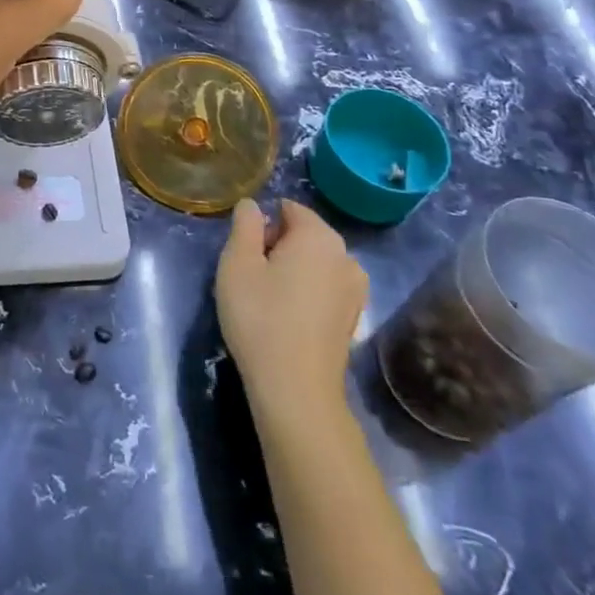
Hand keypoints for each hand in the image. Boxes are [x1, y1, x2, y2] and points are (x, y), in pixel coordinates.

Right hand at [216, 198, 367, 418]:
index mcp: (319, 236)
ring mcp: (356, 289)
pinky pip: (325, 288)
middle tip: (253, 276)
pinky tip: (289, 318)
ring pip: (315, 263)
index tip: (247, 255)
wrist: (296, 389)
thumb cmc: (261, 317)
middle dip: (278, 246)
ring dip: (293, 271)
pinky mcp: (354, 318)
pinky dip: (307, 293)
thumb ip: (245, 225)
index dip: (263, 226)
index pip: (288, 209)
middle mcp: (346, 256)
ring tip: (269, 299)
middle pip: (304, 234)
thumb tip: (252, 206)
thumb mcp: (237, 263)